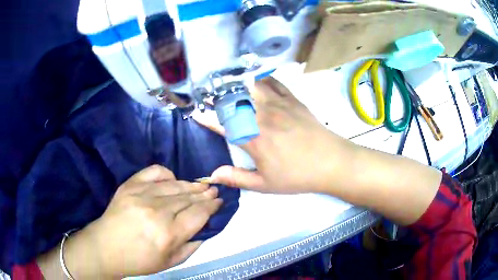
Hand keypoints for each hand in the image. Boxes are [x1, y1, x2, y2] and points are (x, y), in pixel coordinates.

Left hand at [62, 165, 221, 278]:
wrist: (106, 248)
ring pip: (174, 185)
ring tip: (200, 185)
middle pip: (188, 197)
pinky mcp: (129, 185)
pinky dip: (167, 174)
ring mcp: (141, 195)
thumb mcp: (171, 262)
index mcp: (169, 234)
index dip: (212, 206)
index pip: (199, 214)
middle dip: (205, 193)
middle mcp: (157, 211)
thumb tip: (205, 228)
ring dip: (190, 184)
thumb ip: (192, 246)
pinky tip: (173, 179)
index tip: (219, 201)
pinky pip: (154, 172)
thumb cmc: (139, 260)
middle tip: (214, 191)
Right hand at [193, 77, 354, 193]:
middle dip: (219, 97)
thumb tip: (213, 174)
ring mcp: (278, 104)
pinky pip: (273, 83)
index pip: (222, 124)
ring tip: (229, 83)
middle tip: (210, 96)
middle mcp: (262, 116)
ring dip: (237, 84)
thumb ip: (237, 178)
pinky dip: (262, 79)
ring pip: (251, 86)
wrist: (330, 162)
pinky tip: (257, 80)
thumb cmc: (297, 176)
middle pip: (235, 100)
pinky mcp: (292, 100)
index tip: (196, 113)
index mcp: (253, 138)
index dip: (206, 118)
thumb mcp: (266, 184)